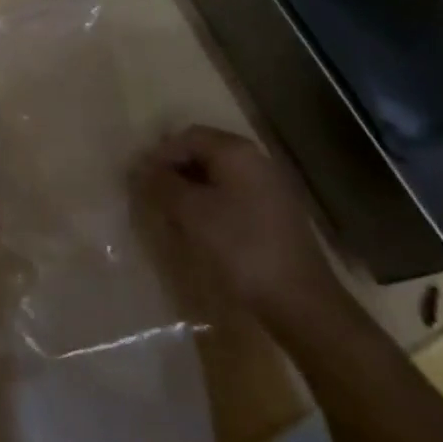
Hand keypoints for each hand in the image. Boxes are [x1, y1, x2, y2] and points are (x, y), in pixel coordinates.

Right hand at [135, 126, 344, 327]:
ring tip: (174, 216)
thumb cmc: (241, 248)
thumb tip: (140, 167)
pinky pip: (234, 197)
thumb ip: (162, 184)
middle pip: (204, 153)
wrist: (303, 304)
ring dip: (192, 191)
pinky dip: (213, 206)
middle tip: (154, 197)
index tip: (140, 180)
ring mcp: (270, 188)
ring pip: (218, 177)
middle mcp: (255, 161)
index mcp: (236, 151)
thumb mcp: (192, 213)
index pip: (187, 137)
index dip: (160, 155)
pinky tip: (203, 231)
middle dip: (175, 172)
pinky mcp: (276, 216)